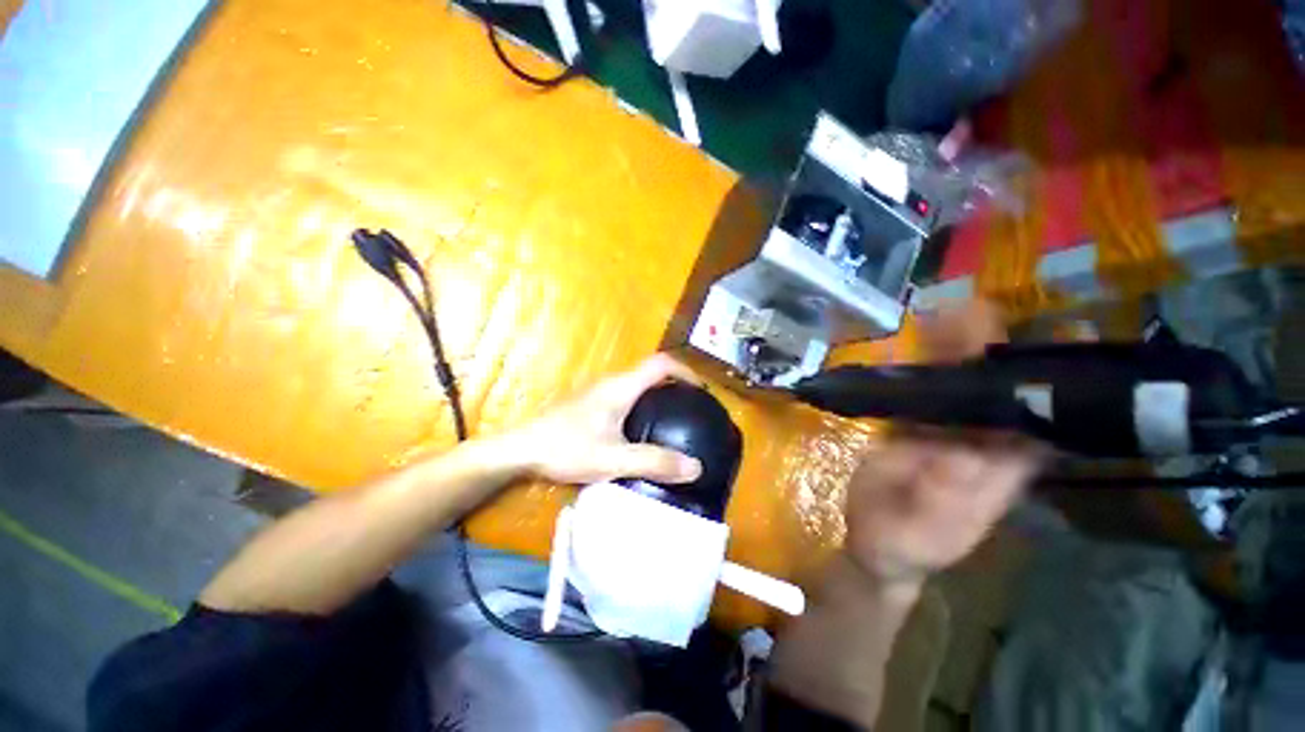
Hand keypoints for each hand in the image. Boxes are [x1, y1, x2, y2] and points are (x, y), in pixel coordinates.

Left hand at [503, 354, 704, 484]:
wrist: (519, 450)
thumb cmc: (566, 448)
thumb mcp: (613, 459)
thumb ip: (654, 462)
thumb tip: (696, 467)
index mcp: (621, 387)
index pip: (661, 364)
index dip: (685, 372)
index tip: (701, 390)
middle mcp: (611, 383)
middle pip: (650, 373)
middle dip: (674, 385)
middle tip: (690, 409)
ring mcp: (598, 393)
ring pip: (636, 385)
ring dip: (657, 395)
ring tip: (672, 419)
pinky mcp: (589, 405)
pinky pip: (625, 397)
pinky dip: (642, 405)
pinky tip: (640, 430)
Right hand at [844, 301, 1040, 588]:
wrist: (874, 544)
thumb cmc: (902, 547)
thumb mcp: (921, 534)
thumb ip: (940, 499)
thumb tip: (964, 451)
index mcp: (999, 474)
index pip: (1039, 424)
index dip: (1051, 384)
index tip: (1056, 341)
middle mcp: (984, 447)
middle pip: (1001, 395)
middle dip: (999, 352)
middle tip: (984, 310)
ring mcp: (949, 434)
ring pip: (962, 386)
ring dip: (960, 350)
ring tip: (952, 311)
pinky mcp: (918, 427)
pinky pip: (926, 390)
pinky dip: (925, 364)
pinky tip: (920, 337)